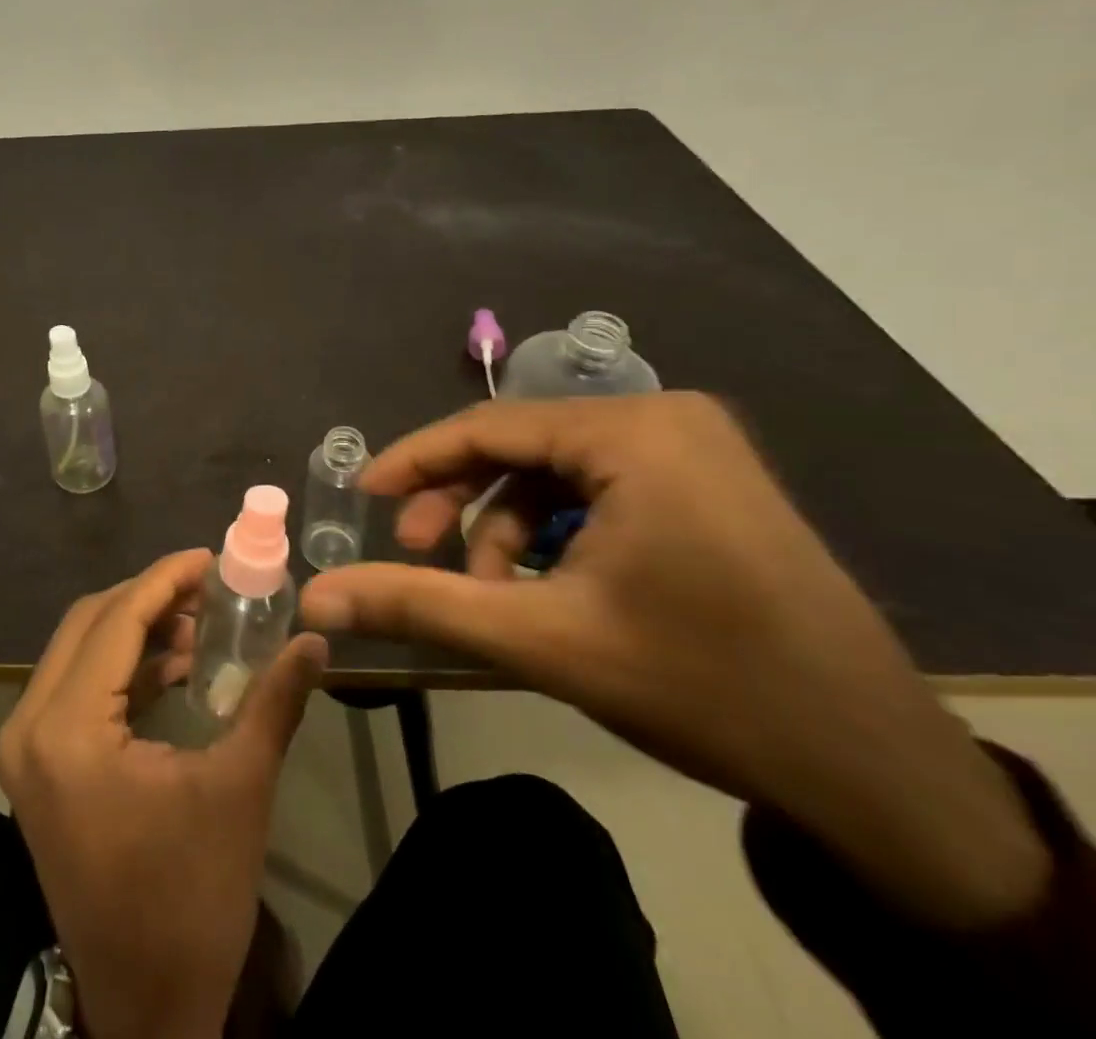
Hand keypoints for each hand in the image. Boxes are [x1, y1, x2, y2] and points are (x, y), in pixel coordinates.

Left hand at [0, 549, 325, 1038]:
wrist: (146, 1011)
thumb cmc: (191, 900)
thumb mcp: (239, 790)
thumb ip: (274, 702)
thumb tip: (316, 642)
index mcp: (66, 729)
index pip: (116, 621)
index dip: (165, 579)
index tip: (209, 555)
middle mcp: (29, 726)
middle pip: (90, 624)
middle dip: (151, 597)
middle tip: (210, 588)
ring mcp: (27, 748)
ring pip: (80, 651)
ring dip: (138, 630)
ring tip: (202, 626)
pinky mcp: (39, 767)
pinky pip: (77, 687)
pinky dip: (124, 667)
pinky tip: (176, 669)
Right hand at [302, 393, 1048, 928]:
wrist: (877, 773)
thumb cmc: (702, 686)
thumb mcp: (541, 641)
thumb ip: (417, 605)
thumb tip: (313, 599)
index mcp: (633, 431)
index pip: (488, 428)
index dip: (415, 461)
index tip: (364, 496)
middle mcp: (667, 418)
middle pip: (522, 446)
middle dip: (463, 502)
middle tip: (420, 552)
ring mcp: (699, 448)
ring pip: (559, 469)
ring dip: (508, 525)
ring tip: (492, 591)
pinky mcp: (713, 483)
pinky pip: (600, 486)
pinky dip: (557, 530)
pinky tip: (546, 584)